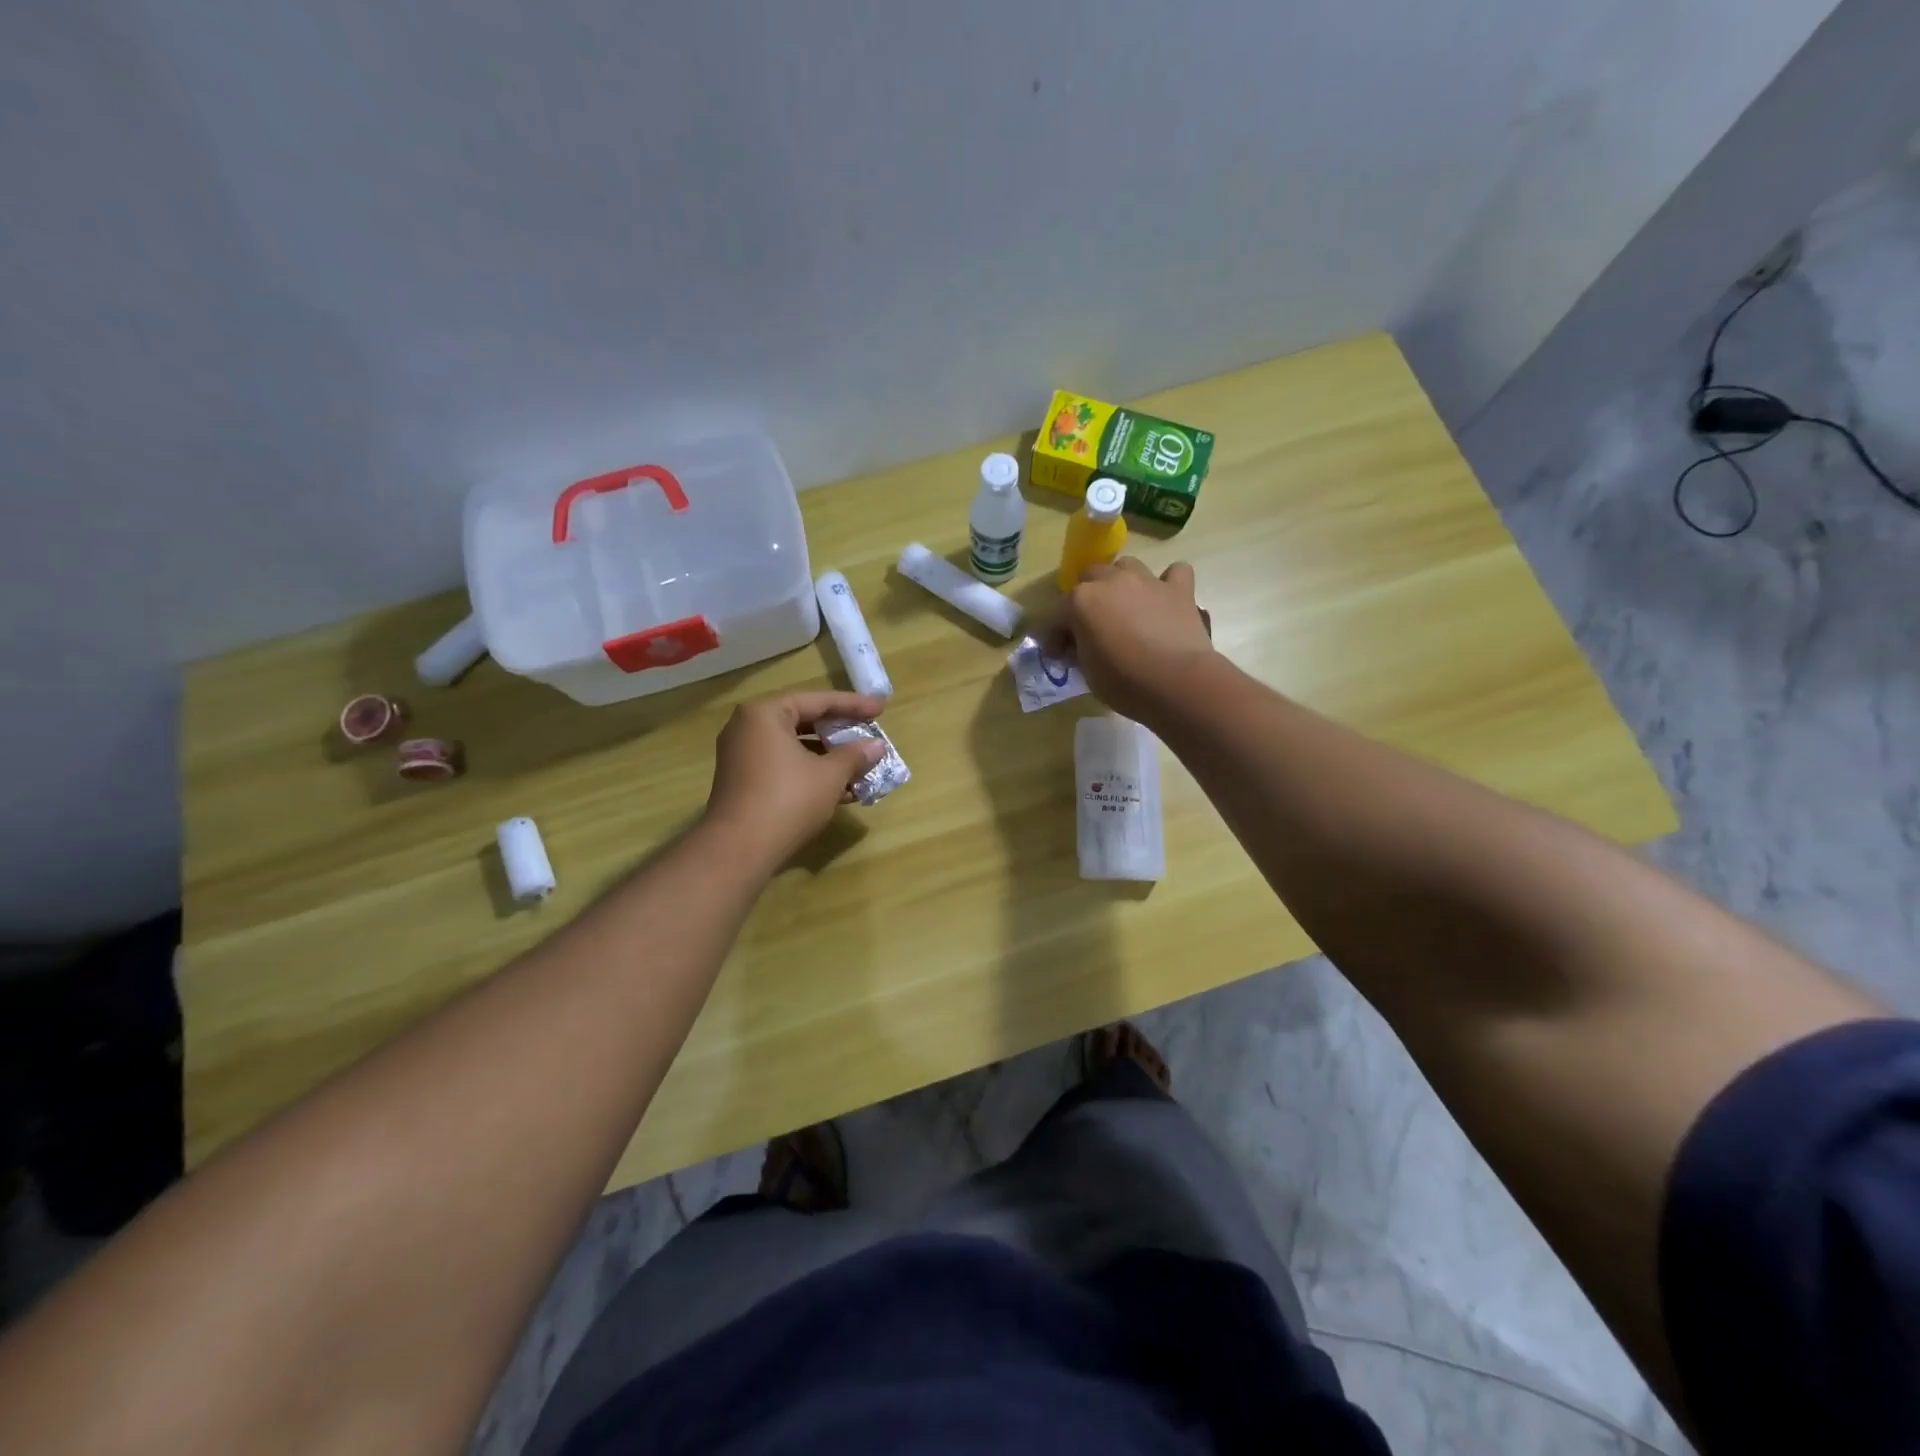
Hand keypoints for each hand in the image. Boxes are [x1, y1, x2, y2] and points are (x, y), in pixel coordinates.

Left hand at [702, 690, 887, 867]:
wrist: (739, 850)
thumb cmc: (788, 800)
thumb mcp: (830, 775)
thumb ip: (854, 755)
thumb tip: (877, 746)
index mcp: (765, 714)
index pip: (817, 701)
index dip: (853, 705)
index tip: (880, 708)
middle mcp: (748, 728)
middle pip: (803, 721)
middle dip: (839, 732)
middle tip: (868, 732)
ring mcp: (742, 756)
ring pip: (794, 747)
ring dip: (828, 757)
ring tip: (860, 766)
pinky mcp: (743, 782)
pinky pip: (784, 766)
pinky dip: (810, 772)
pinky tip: (841, 790)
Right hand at [1055, 558, 1215, 722]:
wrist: (1178, 683)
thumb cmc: (1125, 683)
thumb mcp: (1087, 673)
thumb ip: (1079, 651)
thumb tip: (1080, 646)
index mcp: (1080, 602)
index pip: (1056, 614)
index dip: (1054, 636)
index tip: (1058, 657)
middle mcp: (1111, 581)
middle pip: (1089, 578)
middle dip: (1085, 600)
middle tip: (1090, 627)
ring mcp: (1147, 581)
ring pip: (1126, 565)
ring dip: (1120, 582)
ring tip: (1124, 606)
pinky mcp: (1179, 590)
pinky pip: (1174, 573)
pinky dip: (1167, 583)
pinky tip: (1164, 599)